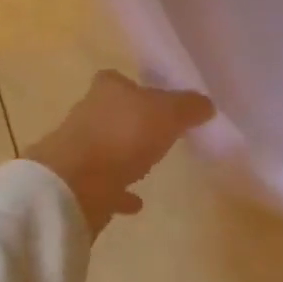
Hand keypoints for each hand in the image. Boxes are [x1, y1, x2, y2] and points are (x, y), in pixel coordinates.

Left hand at [25, 70, 214, 235]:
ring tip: (149, 165)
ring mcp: (79, 150)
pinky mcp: (78, 183)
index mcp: (108, 90)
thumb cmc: (124, 135)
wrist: (76, 184)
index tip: (154, 99)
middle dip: (131, 121)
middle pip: (112, 113)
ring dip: (124, 155)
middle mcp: (88, 114)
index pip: (118, 79)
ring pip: (107, 148)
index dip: (135, 87)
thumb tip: (206, 104)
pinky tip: (137, 202)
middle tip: (158, 132)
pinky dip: (119, 191)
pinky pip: (105, 185)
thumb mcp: (168, 114)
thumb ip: (189, 107)